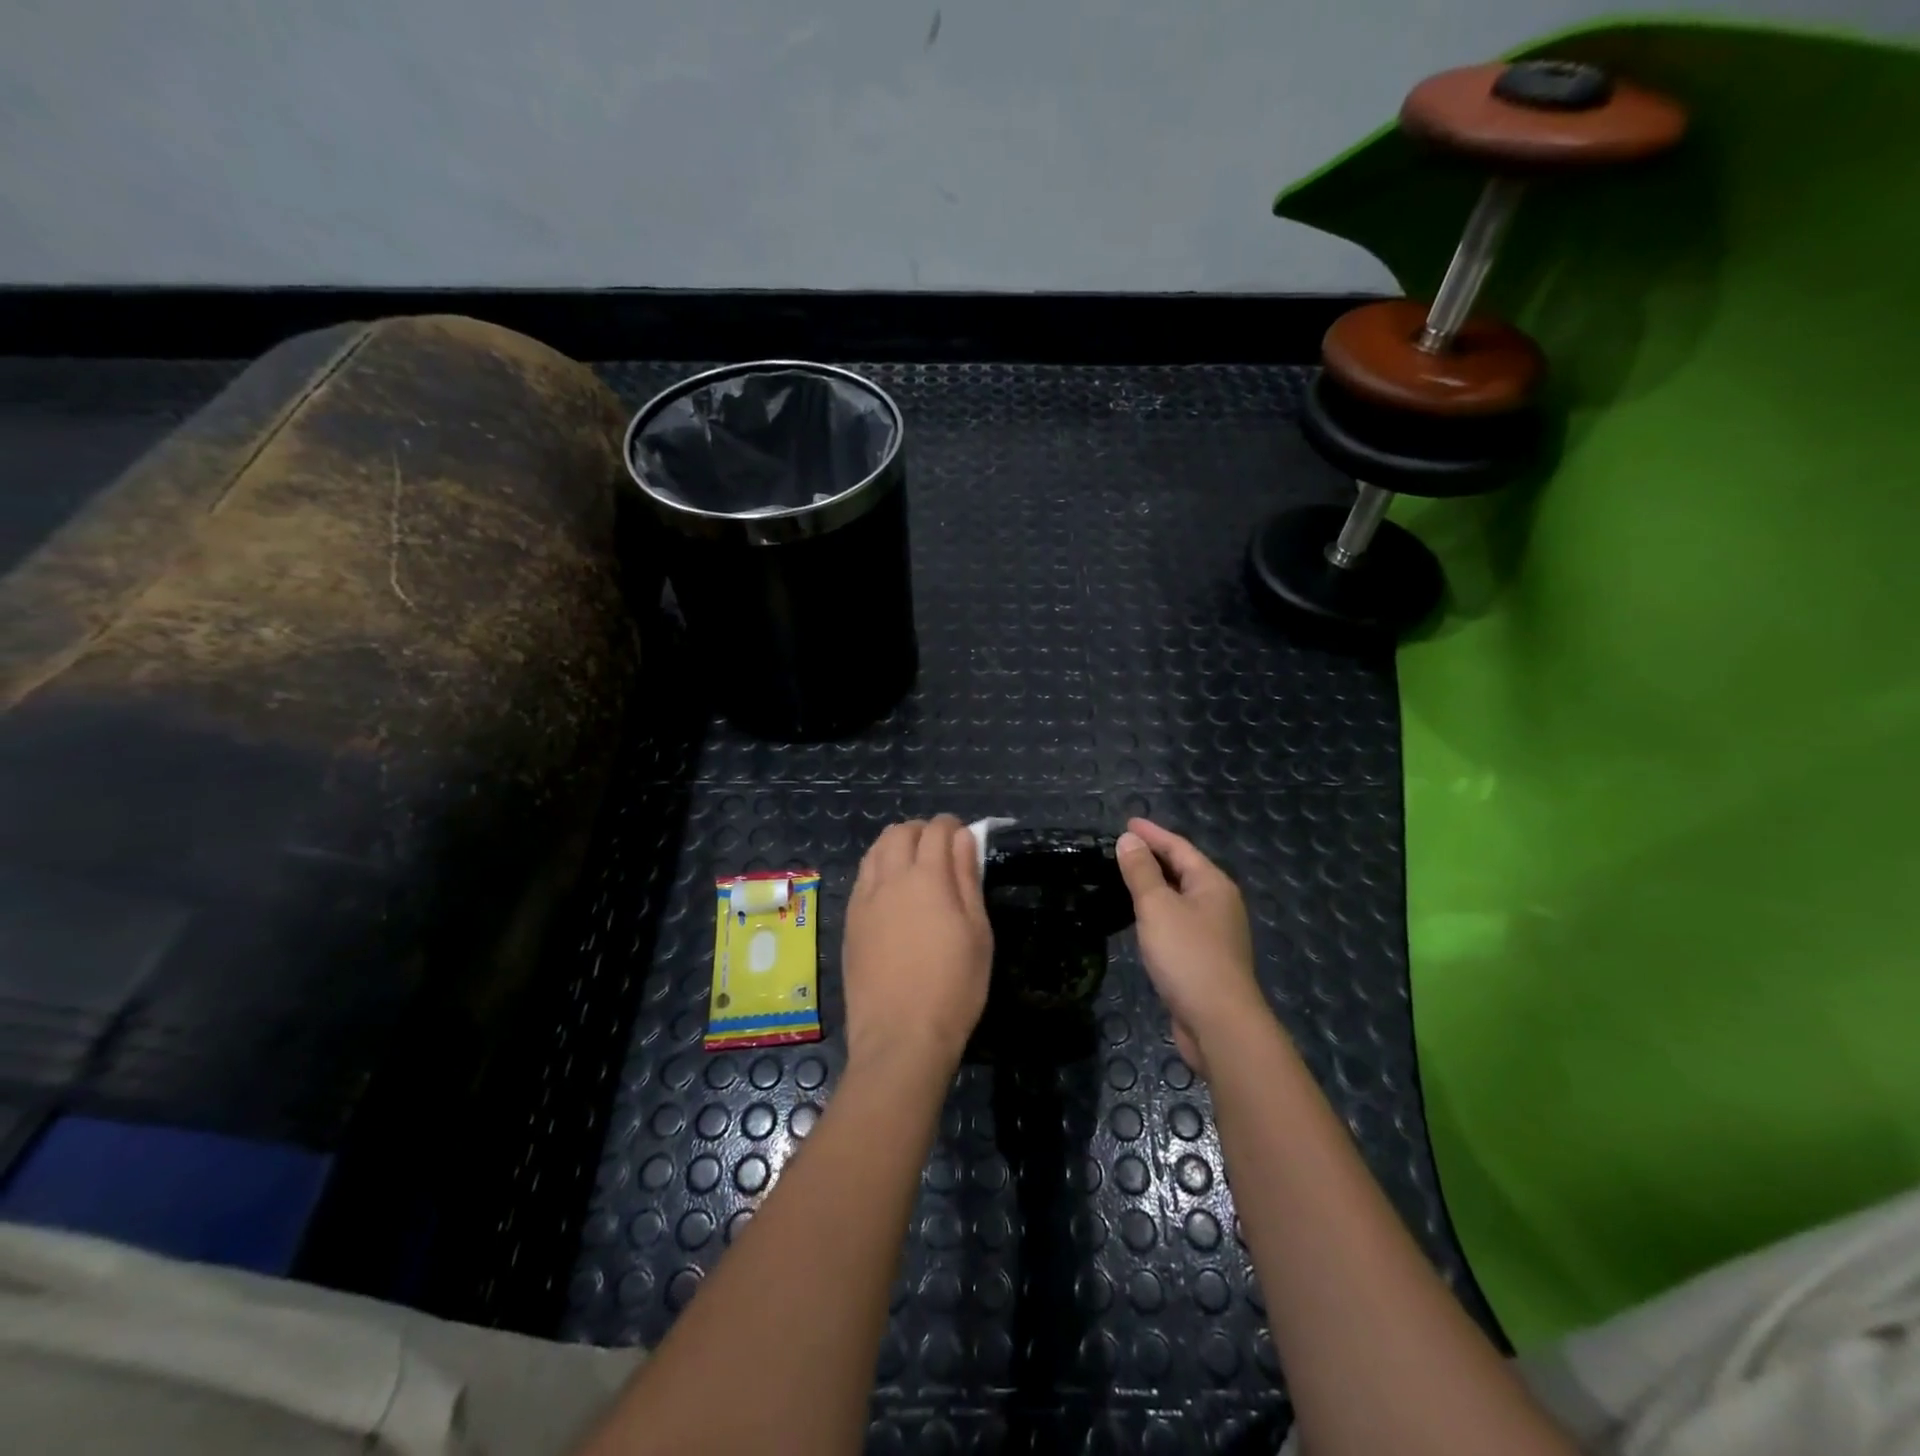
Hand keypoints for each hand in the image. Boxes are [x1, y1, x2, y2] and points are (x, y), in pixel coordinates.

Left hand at [842, 815, 992, 1077]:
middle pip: (900, 833)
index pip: (937, 830)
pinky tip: (890, 889)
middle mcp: (890, 878)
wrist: (900, 1036)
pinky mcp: (849, 921)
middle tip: (940, 848)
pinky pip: (862, 876)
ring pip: (875, 850)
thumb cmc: (953, 987)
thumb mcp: (977, 932)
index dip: (952, 825)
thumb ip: (967, 878)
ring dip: (896, 844)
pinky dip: (878, 867)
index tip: (963, 836)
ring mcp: (864, 899)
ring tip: (914, 863)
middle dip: (922, 830)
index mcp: (927, 877)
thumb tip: (964, 838)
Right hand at [1115, 818, 1263, 1077]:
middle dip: (1155, 857)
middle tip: (1123, 847)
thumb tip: (1128, 840)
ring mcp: (1216, 933)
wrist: (1219, 1022)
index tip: (1127, 823)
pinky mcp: (1206, 959)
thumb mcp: (1157, 907)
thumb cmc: (1188, 956)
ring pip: (1181, 898)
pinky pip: (1179, 922)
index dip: (1152, 834)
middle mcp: (1219, 903)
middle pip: (1184, 870)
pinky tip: (1142, 920)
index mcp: (1212, 884)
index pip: (1179, 847)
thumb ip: (1141, 871)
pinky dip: (1159, 912)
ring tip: (1128, 877)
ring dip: (1156, 885)